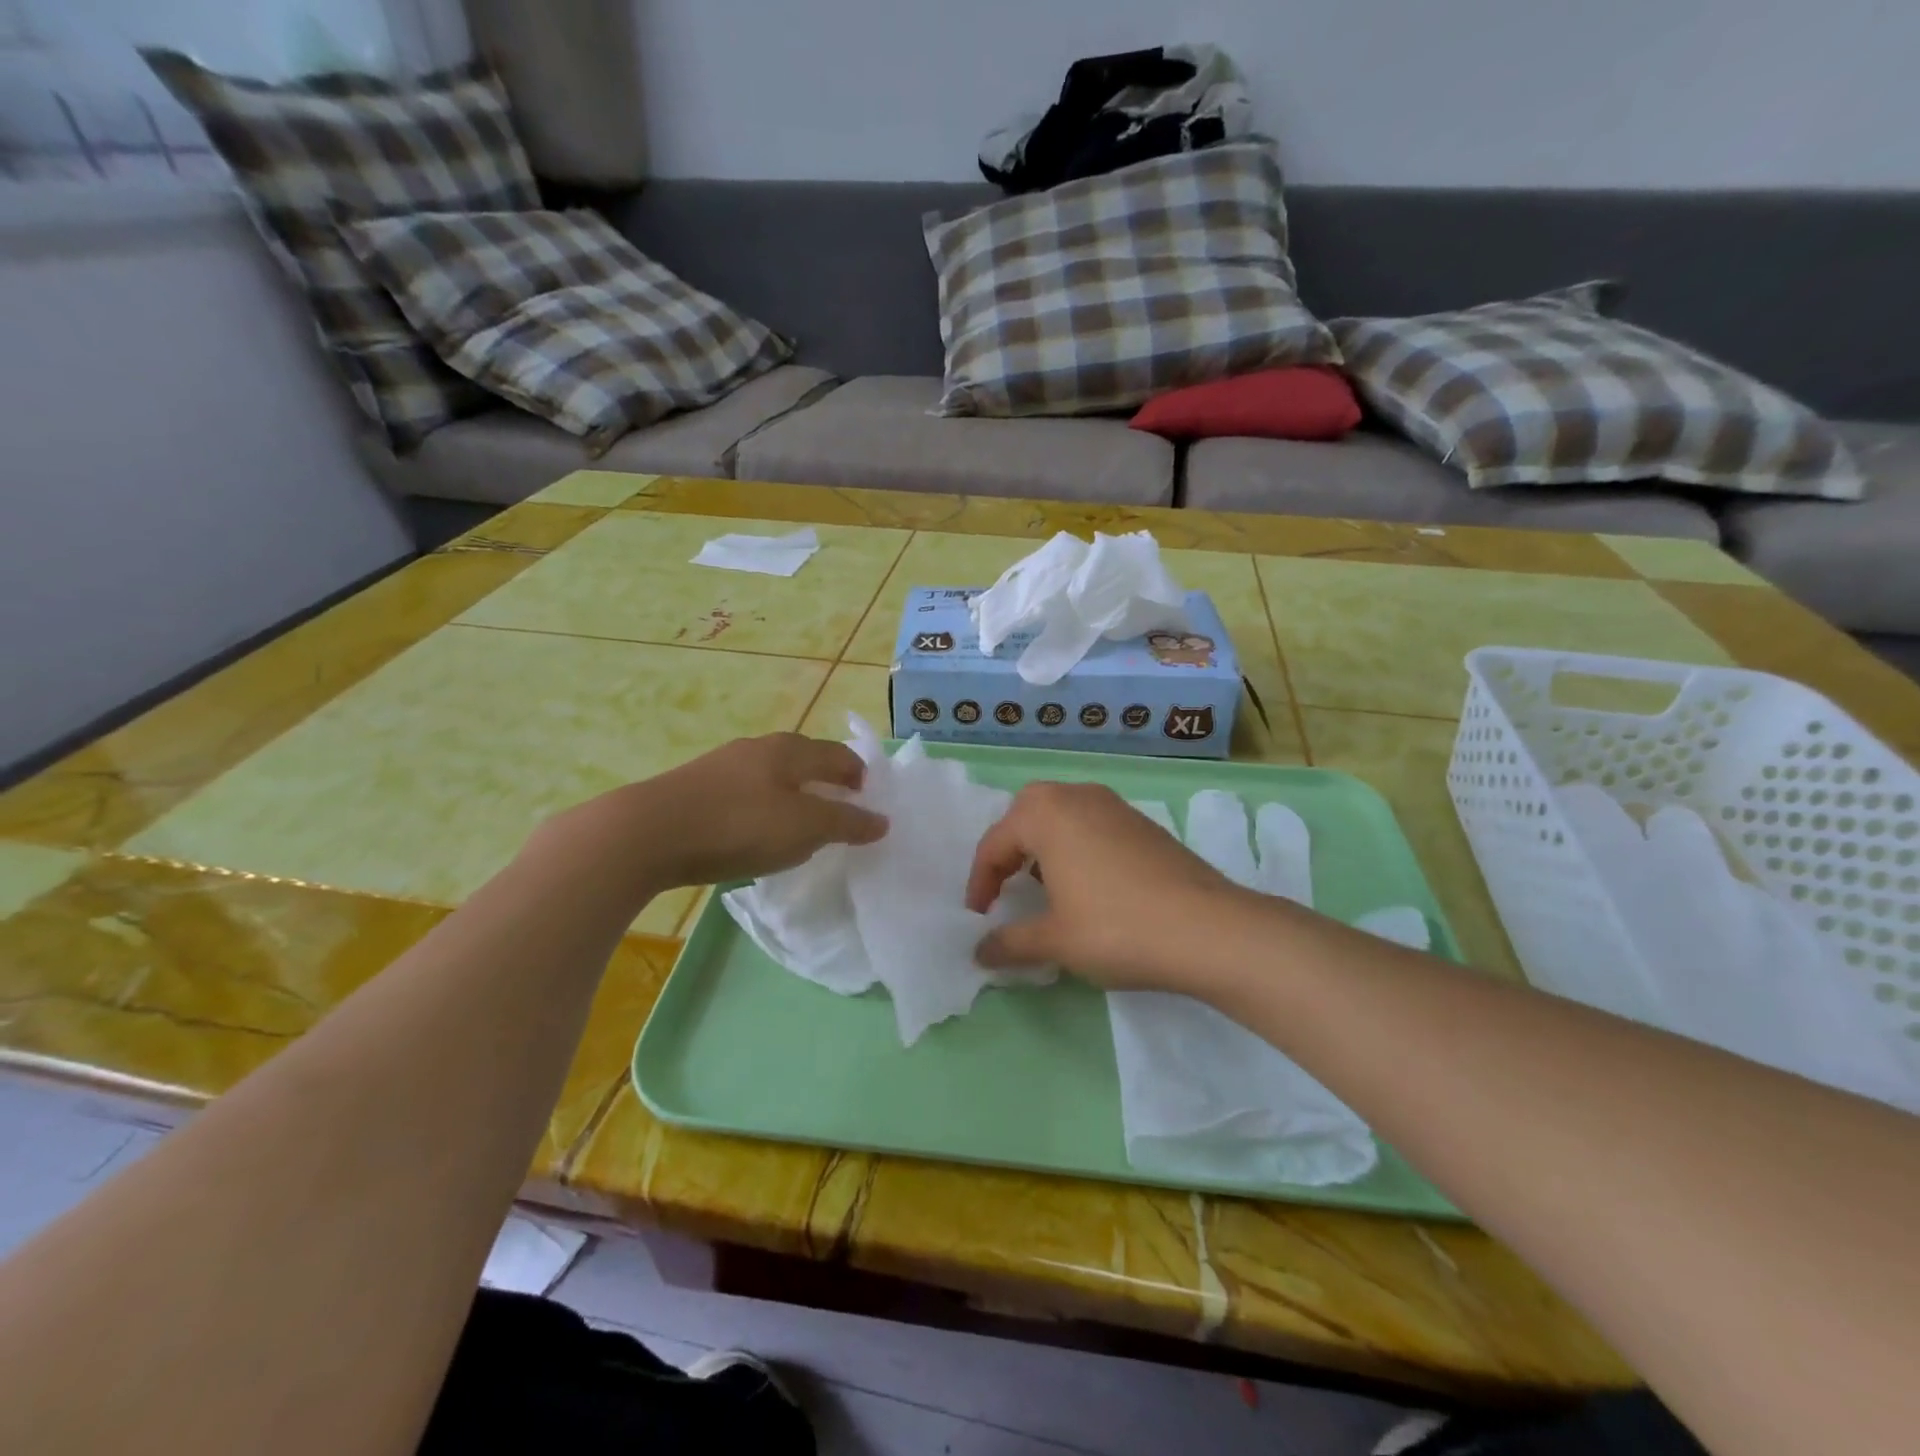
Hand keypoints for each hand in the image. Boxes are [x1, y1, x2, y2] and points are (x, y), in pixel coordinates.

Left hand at [551, 733, 887, 889]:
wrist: (647, 833)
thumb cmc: (739, 825)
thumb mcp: (805, 828)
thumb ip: (846, 823)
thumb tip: (883, 820)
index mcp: (791, 750)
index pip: (838, 754)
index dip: (859, 775)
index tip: (868, 800)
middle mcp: (759, 747)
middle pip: (805, 759)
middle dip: (826, 781)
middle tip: (839, 811)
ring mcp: (723, 764)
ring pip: (772, 774)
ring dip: (793, 793)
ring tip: (799, 823)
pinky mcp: (695, 786)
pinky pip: (745, 790)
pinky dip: (762, 804)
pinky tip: (753, 829)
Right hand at [964, 781, 1235, 991]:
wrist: (1209, 930)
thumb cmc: (1117, 928)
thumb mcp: (1055, 941)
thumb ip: (1010, 943)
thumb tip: (979, 953)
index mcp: (1046, 814)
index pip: (995, 843)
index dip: (980, 882)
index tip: (979, 917)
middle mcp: (1077, 796)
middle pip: (1026, 814)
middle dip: (1010, 849)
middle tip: (1007, 887)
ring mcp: (1115, 805)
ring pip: (1062, 815)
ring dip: (1043, 846)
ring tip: (1044, 887)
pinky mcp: (1143, 823)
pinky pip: (1092, 824)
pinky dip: (1076, 846)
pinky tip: (1088, 886)